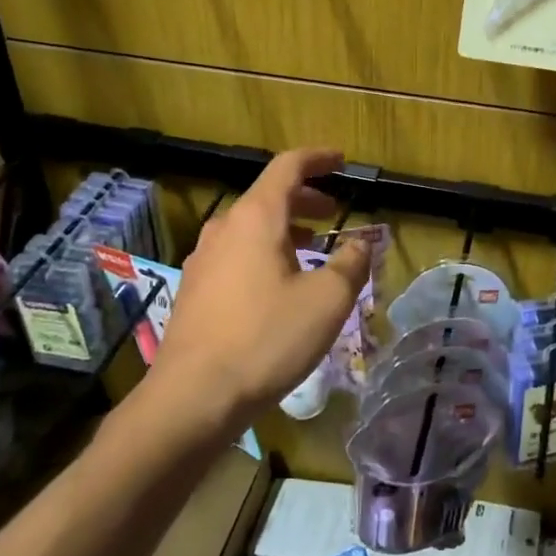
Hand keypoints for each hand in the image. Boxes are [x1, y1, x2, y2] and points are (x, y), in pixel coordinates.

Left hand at [151, 149, 372, 433]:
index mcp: (256, 217)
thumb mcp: (326, 300)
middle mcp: (224, 228)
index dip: (318, 159)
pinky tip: (279, 284)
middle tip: (334, 213)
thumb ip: (351, 264)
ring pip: (251, 228)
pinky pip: (236, 254)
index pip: (288, 167)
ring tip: (313, 248)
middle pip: (269, 196)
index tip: (341, 160)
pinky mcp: (195, 290)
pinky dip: (264, 252)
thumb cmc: (266, 339)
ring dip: (286, 229)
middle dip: (306, 199)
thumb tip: (362, 243)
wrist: (193, 396)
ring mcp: (204, 259)